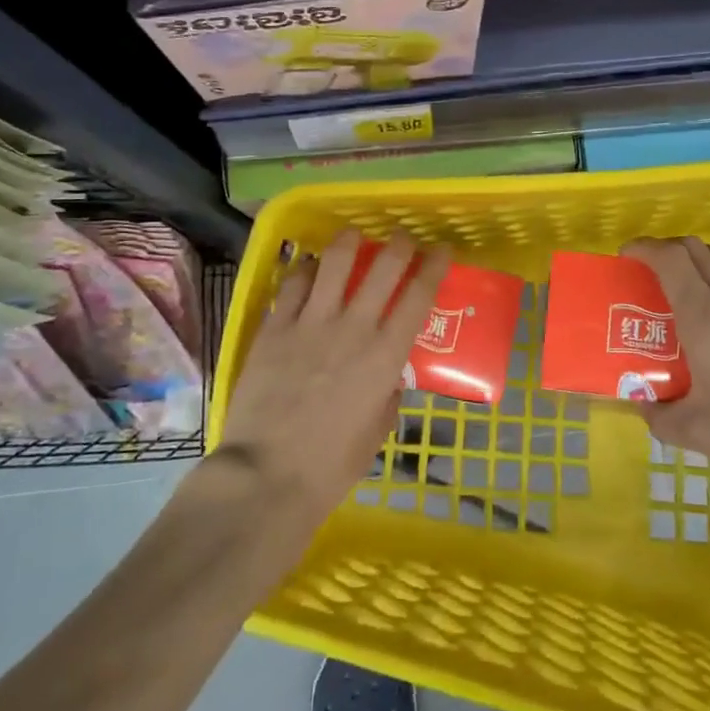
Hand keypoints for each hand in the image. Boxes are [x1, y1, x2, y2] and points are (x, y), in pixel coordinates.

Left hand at [217, 229, 450, 529]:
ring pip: (334, 262)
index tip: (442, 250)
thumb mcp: (377, 431)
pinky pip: (293, 284)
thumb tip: (388, 376)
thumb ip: (388, 393)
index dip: (434, 266)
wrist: (267, 475)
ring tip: (353, 235)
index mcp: (385, 355)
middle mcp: (353, 328)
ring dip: (349, 241)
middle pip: (382, 267)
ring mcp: (311, 323)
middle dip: (399, 244)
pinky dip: (305, 269)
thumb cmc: (331, 465)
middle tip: (402, 238)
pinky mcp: (275, 327)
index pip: (418, 296)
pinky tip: (309, 268)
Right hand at [622, 237, 709, 508]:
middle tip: (651, 273)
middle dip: (668, 251)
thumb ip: (660, 416)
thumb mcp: (699, 434)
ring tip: (691, 277)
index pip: (670, 259)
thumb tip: (641, 403)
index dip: (644, 248)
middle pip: (697, 250)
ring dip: (703, 255)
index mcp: (704, 317)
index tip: (626, 256)